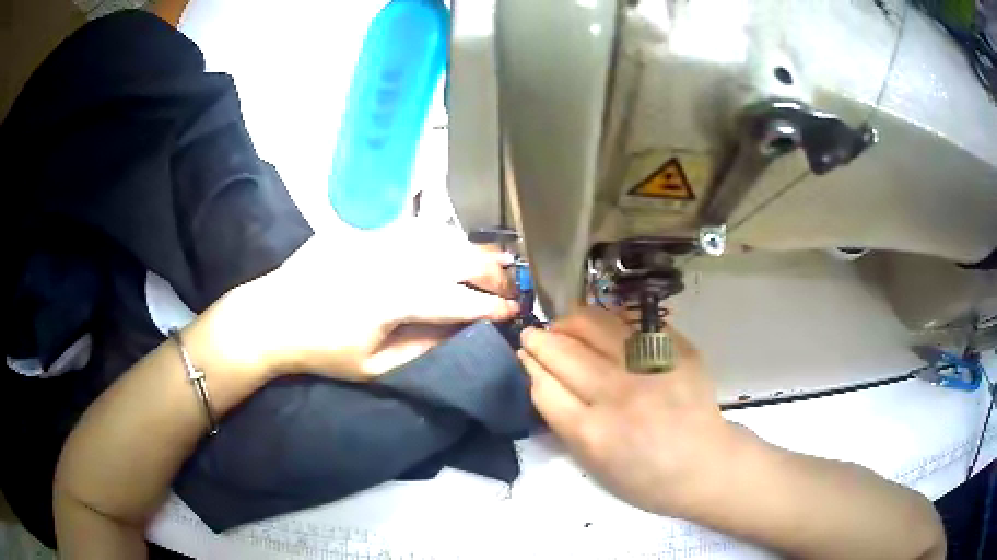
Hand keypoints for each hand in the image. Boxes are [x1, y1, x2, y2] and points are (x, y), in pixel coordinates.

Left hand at [227, 225, 518, 379]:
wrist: (272, 316)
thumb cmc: (322, 350)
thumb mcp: (374, 366)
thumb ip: (423, 347)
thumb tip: (461, 331)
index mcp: (394, 299)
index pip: (456, 300)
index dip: (489, 307)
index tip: (512, 312)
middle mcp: (391, 261)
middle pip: (454, 259)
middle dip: (490, 272)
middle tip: (508, 285)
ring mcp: (375, 239)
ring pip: (437, 237)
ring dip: (470, 249)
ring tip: (493, 260)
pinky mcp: (362, 229)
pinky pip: (410, 228)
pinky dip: (438, 237)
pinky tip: (450, 244)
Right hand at [518, 307, 734, 517]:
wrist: (706, 465)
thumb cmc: (645, 477)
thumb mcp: (593, 464)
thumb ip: (562, 420)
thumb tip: (540, 374)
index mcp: (594, 434)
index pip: (544, 385)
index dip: (529, 365)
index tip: (525, 356)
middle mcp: (620, 395)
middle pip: (563, 351)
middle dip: (539, 338)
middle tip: (534, 336)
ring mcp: (650, 367)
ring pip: (594, 324)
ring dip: (569, 321)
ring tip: (565, 326)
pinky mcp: (676, 349)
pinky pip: (630, 322)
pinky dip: (607, 322)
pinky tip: (602, 329)